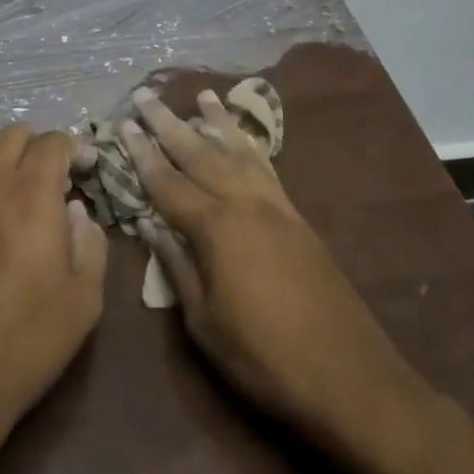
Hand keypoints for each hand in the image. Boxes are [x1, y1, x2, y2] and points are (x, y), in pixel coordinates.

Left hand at [0, 126, 108, 445]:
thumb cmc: (24, 340)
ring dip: (2, 154)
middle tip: (53, 178)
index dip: (74, 148)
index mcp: (30, 193)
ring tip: (15, 186)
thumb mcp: (84, 300)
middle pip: (12, 134)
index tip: (85, 169)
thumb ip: (90, 243)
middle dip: (38, 146)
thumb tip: (76, 212)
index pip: (52, 142)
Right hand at [123, 90, 434, 465]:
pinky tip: (243, 138)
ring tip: (202, 95)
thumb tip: (150, 225)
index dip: (142, 154)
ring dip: (216, 122)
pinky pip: (267, 168)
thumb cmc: (265, 358)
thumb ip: (177, 266)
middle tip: (146, 95)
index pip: (167, 182)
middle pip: (199, 153)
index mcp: (216, 228)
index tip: (123, 124)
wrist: (350, 377)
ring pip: (239, 151)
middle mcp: (244, 204)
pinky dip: (251, 145)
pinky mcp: (298, 218)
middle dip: (169, 123)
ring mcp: (276, 207)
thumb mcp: (205, 323)